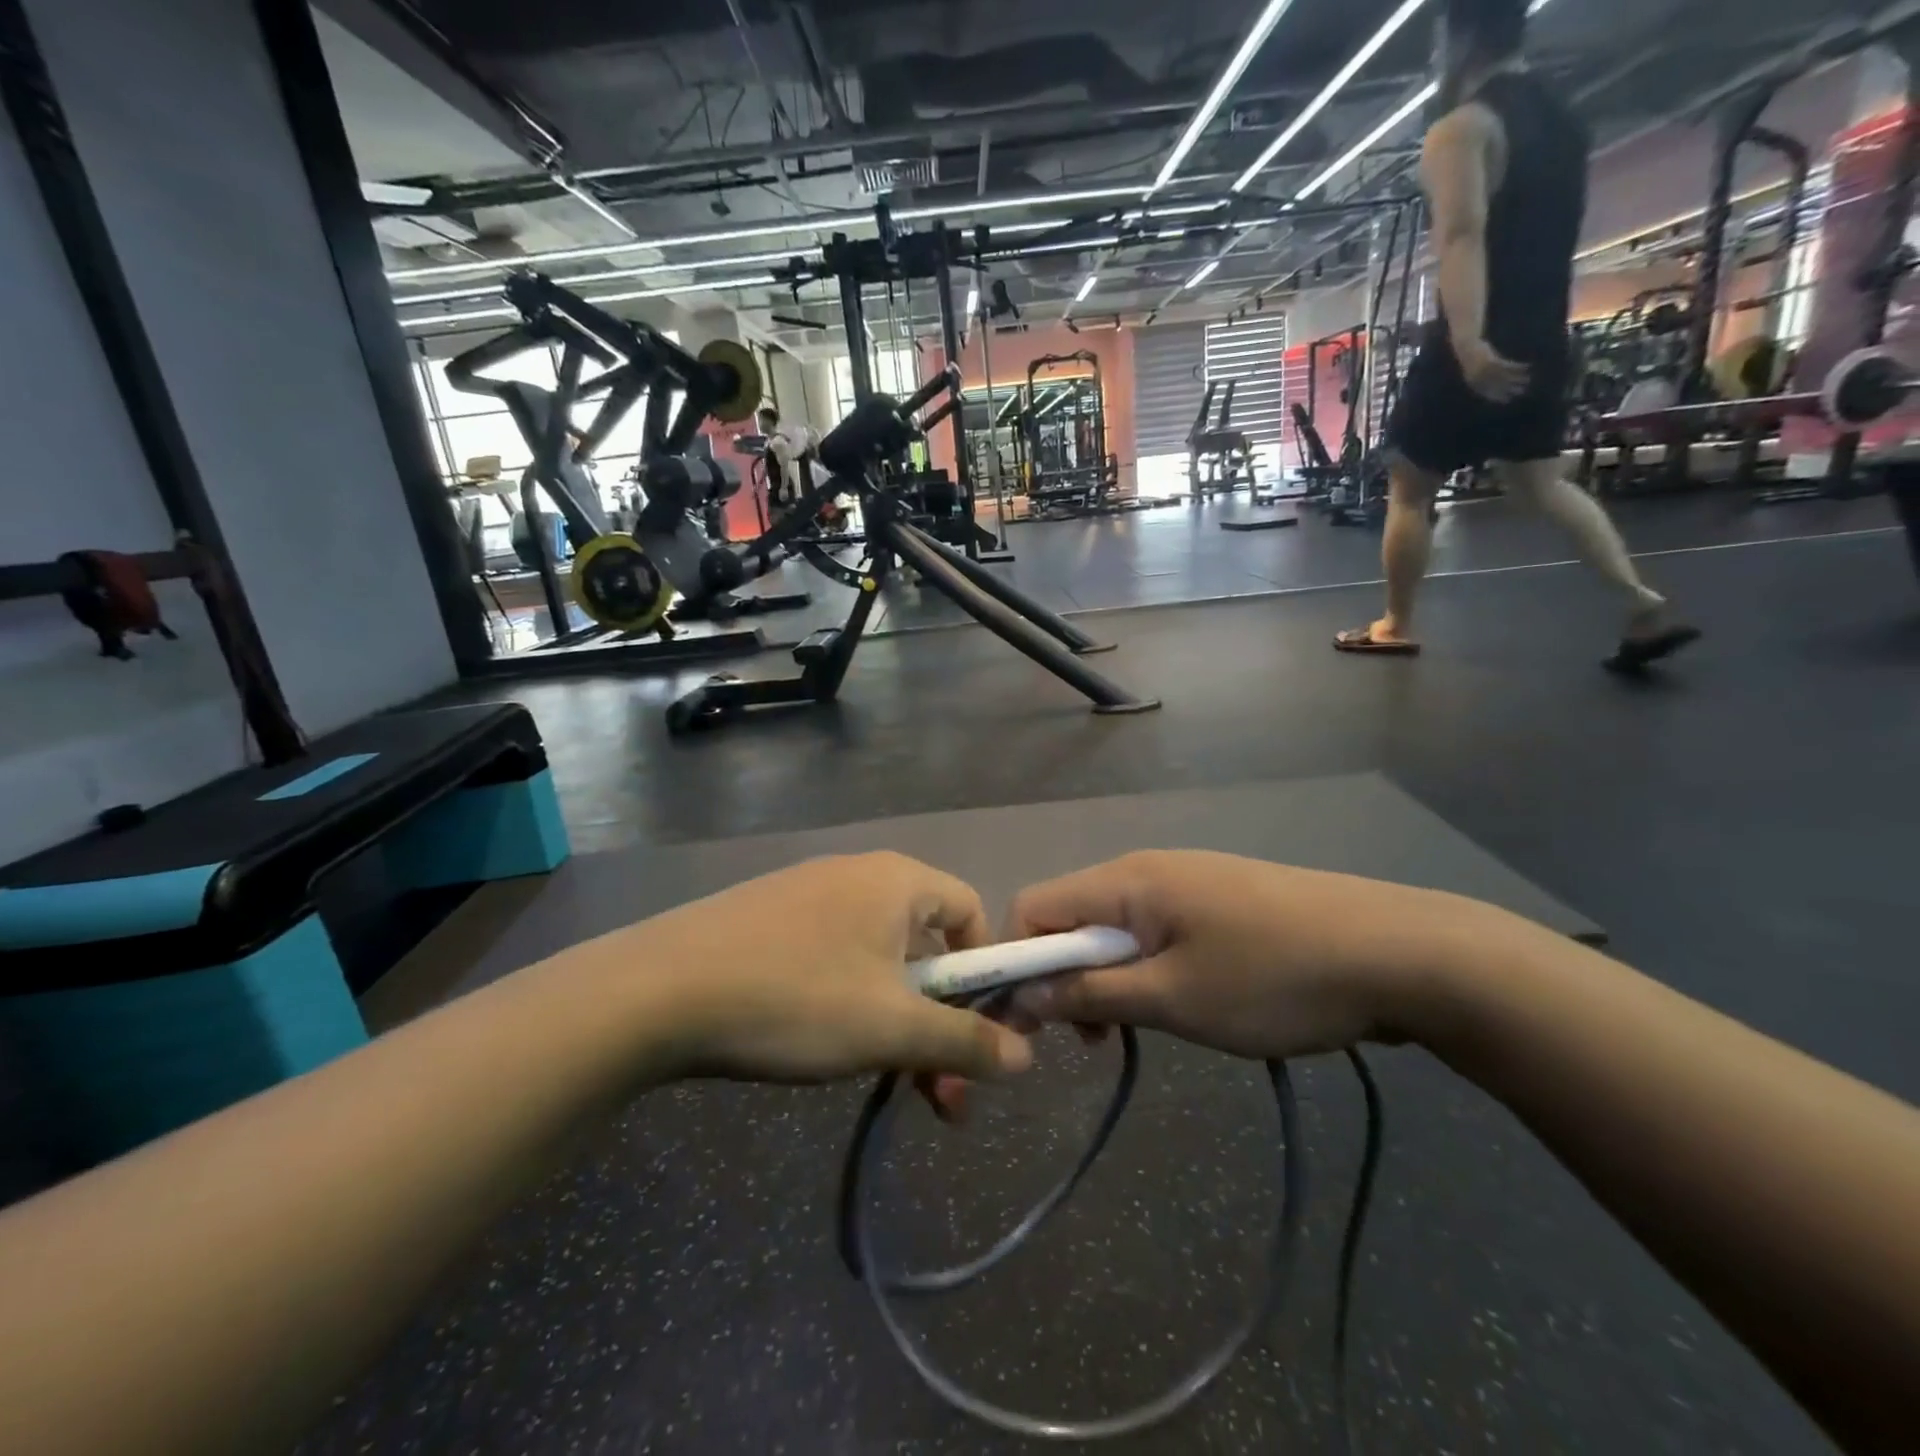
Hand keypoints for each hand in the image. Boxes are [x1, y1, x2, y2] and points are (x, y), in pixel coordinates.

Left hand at [606, 853, 1032, 1084]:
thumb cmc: (796, 997)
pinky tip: (827, 1049)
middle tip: (941, 1097)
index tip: (978, 1034)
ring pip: (878, 962)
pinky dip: (851, 1005)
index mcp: (897, 880)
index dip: (985, 973)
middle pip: (925, 945)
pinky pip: (834, 959)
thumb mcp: (890, 1028)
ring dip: (898, 1024)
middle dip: (941, 1022)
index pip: (971, 912)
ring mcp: (808, 896)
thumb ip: (963, 1041)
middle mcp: (858, 875)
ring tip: (889, 1087)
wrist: (656, 991)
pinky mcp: (769, 921)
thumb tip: (1026, 1058)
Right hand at [1005, 850, 1512, 1061]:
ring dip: (1105, 977)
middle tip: (1087, 1041)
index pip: (1033, 908)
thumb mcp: (1173, 999)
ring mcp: (1185, 880)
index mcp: (1125, 881)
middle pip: (1070, 917)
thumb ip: (1091, 994)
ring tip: (1134, 1029)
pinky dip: (1143, 967)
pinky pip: (1153, 929)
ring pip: (1113, 927)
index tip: (1026, 1025)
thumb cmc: (1273, 979)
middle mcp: (1145, 869)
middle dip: (1062, 976)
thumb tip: (1025, 994)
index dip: (1016, 963)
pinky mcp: (1217, 898)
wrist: (1397, 953)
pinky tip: (1179, 1001)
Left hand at [1453, 336, 1530, 402]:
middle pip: (1497, 386)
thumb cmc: (1472, 358)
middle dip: (1510, 389)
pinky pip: (1507, 366)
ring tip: (1528, 380)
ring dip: (1517, 378)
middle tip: (1521, 392)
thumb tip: (1494, 384)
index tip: (1507, 400)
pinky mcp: (1491, 361)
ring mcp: (1485, 370)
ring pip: (1504, 377)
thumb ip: (1482, 379)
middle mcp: (1479, 379)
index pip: (1487, 393)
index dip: (1498, 397)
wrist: (1467, 346)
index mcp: (1473, 383)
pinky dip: (1517, 367)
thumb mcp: (1474, 371)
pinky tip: (1527, 367)